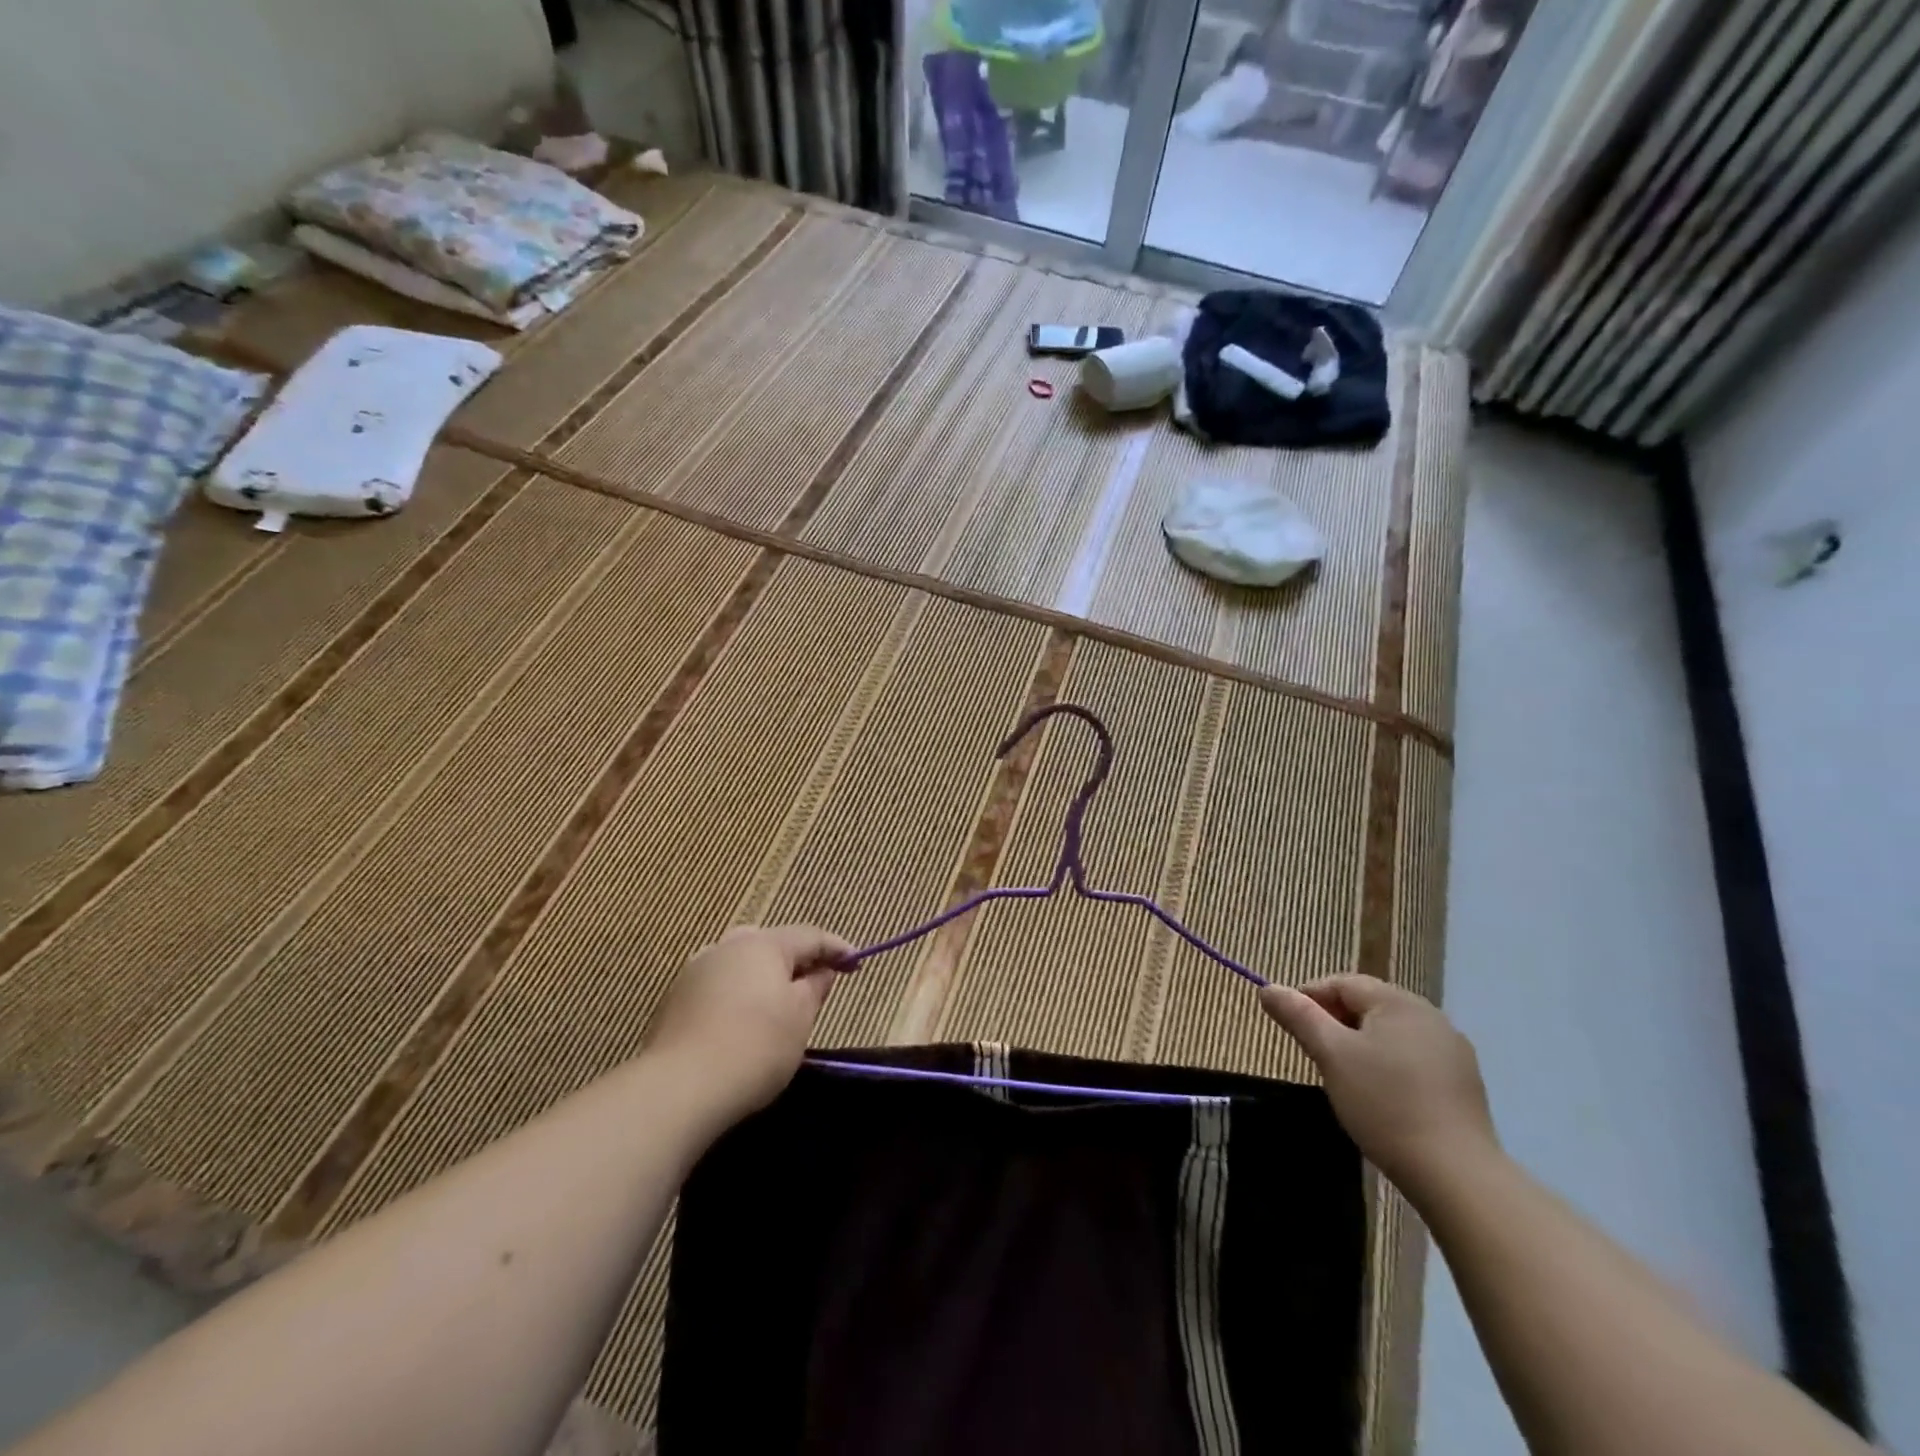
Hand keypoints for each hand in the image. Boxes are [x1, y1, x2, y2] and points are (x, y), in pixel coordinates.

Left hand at [645, 925, 853, 1123]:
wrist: (680, 1088)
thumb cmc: (756, 1047)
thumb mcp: (800, 1017)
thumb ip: (815, 986)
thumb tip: (822, 970)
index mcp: (764, 944)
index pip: (810, 936)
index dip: (837, 948)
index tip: (857, 963)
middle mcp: (728, 946)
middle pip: (772, 943)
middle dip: (797, 958)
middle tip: (817, 980)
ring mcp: (698, 969)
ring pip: (741, 960)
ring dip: (764, 974)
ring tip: (779, 999)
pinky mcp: (677, 998)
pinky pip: (720, 983)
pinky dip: (739, 991)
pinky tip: (744, 1017)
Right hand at [1259, 975, 1497, 1191]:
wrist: (1456, 1174)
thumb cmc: (1384, 1103)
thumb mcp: (1330, 1054)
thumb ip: (1298, 1015)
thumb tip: (1268, 988)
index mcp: (1397, 1001)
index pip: (1341, 982)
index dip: (1308, 998)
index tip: (1290, 1028)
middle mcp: (1429, 1015)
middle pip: (1367, 1005)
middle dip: (1335, 1023)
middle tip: (1315, 1056)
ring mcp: (1451, 1050)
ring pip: (1390, 1033)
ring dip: (1361, 1045)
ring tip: (1345, 1078)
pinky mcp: (1463, 1083)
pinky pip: (1413, 1058)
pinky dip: (1389, 1067)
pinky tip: (1382, 1097)